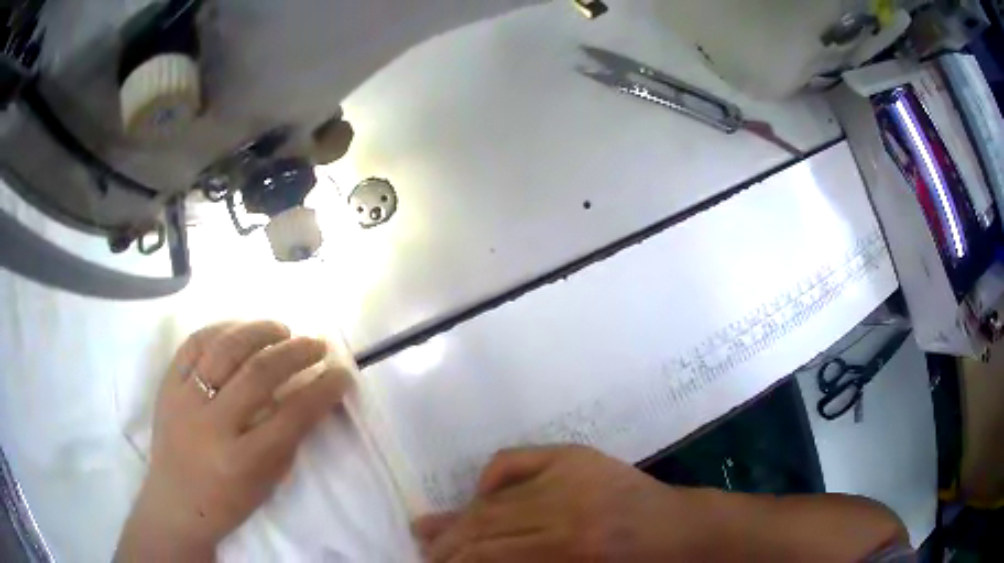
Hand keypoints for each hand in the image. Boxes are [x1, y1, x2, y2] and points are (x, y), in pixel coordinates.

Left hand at [116, 321, 352, 561]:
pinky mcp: (166, 385)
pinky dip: (221, 329)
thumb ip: (289, 439)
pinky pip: (194, 344)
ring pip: (225, 349)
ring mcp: (184, 399)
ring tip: (282, 329)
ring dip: (260, 331)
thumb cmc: (228, 501)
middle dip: (296, 352)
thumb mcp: (267, 482)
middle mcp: (212, 425)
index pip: (292, 415)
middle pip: (259, 373)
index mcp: (243, 460)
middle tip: (317, 344)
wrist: (176, 502)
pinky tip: (240, 329)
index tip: (342, 373)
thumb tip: (311, 396)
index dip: (323, 389)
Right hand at [413, 445, 713, 561]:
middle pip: (487, 523)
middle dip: (451, 542)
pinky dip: (490, 477)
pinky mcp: (576, 456)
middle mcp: (567, 507)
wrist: (680, 531)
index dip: (458, 561)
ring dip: (461, 516)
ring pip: (496, 497)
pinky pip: (514, 461)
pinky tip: (478, 493)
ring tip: (434, 529)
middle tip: (426, 552)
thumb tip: (475, 560)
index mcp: (574, 547)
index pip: (492, 553)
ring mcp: (571, 475)